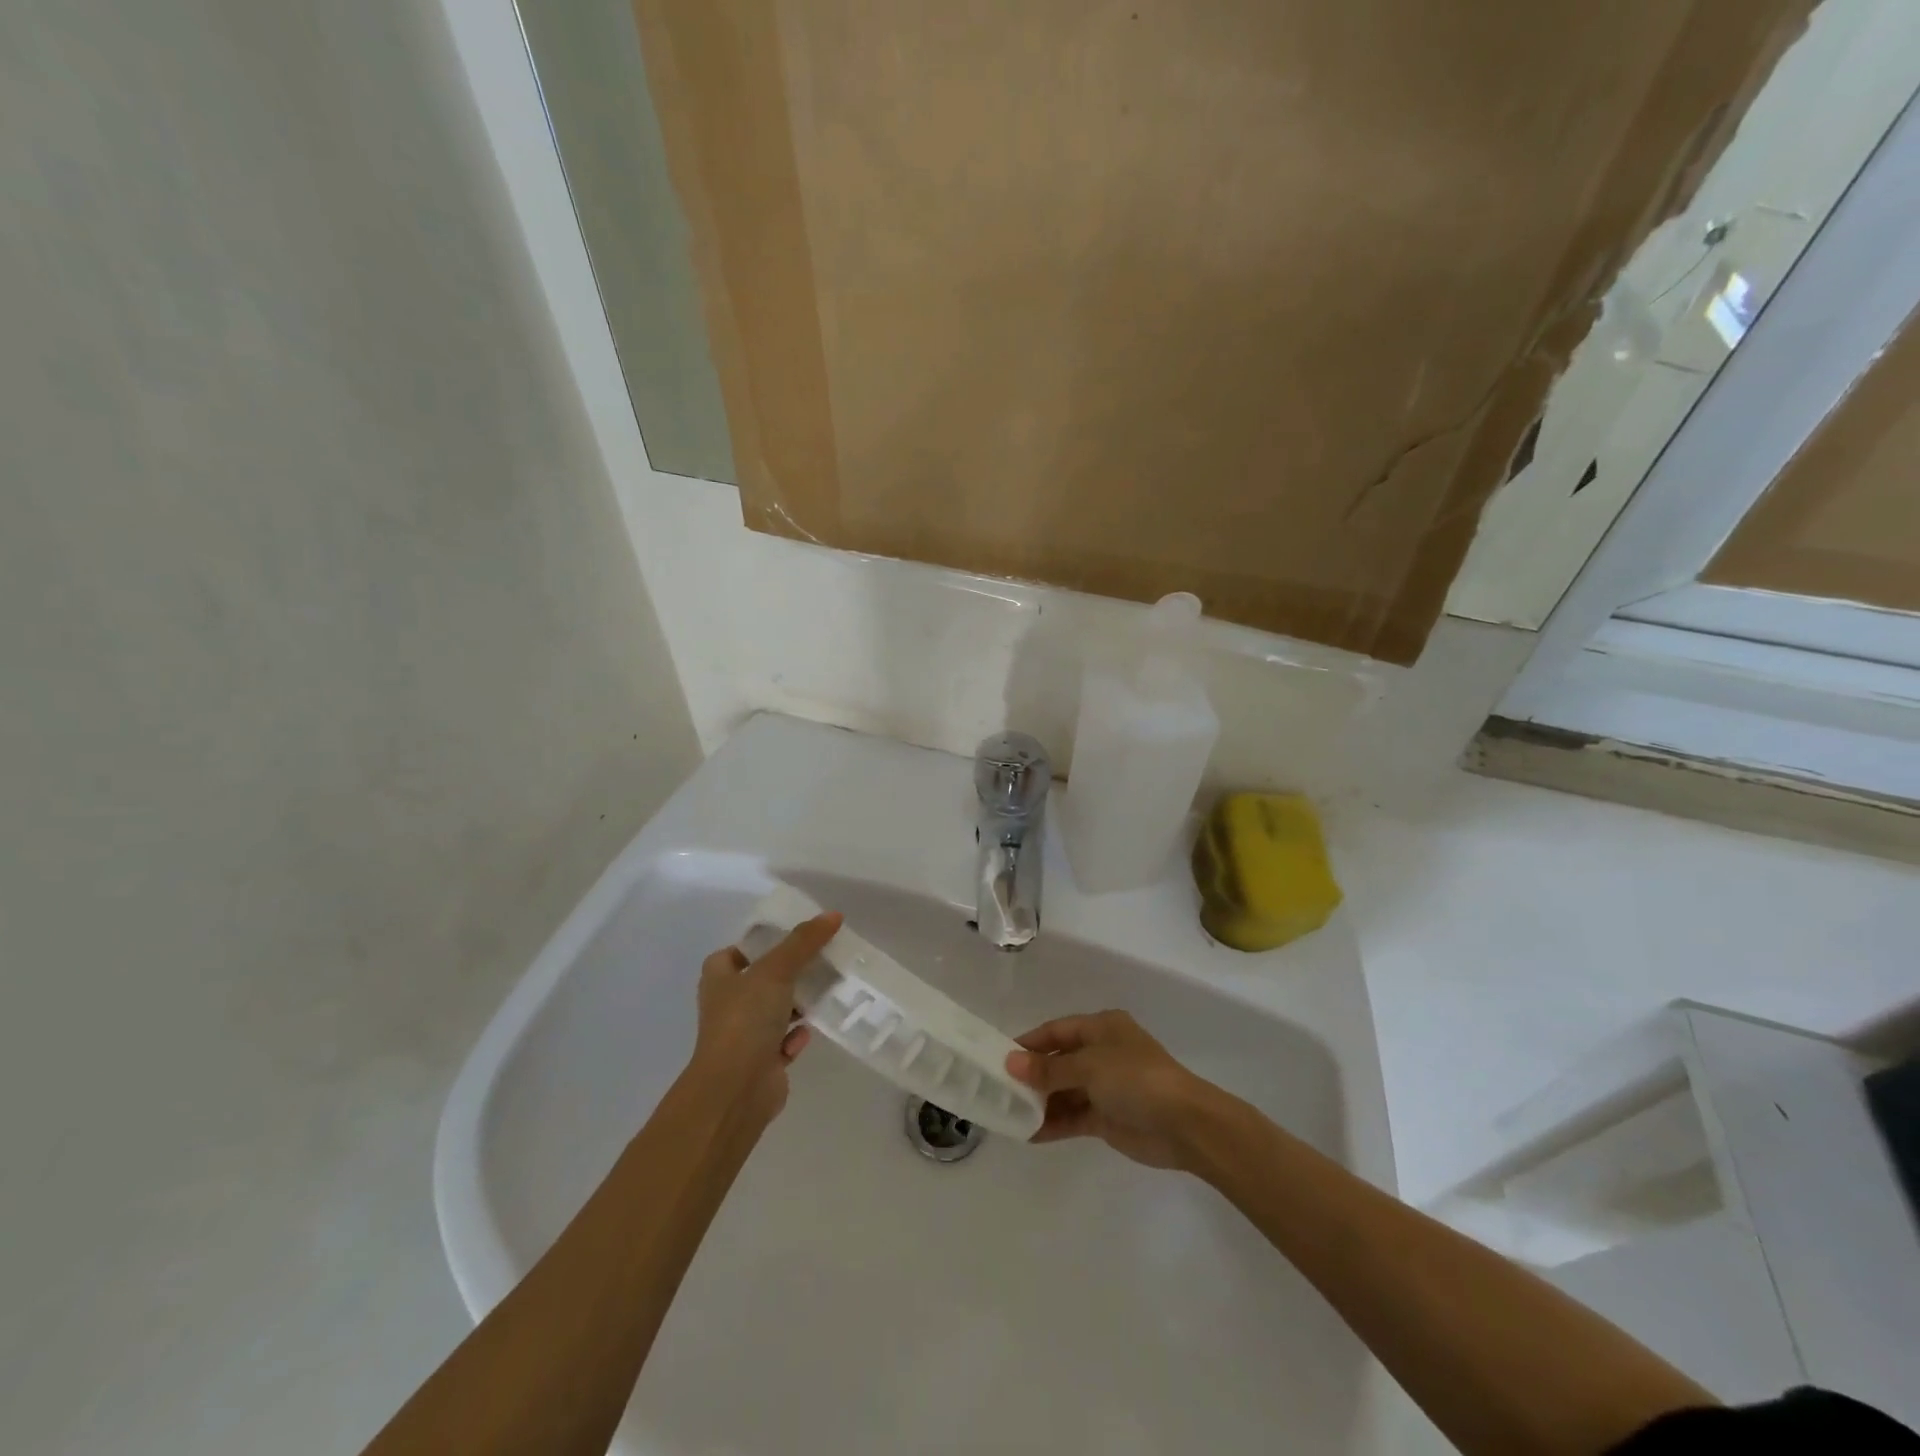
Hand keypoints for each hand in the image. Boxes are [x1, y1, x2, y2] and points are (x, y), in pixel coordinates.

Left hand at [687, 912, 841, 1127]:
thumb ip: (804, 941)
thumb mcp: (776, 970)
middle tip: (823, 959)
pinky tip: (809, 1032)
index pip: (739, 950)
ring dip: (799, 1004)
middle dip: (791, 972)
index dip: (763, 942)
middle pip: (764, 979)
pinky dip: (797, 1036)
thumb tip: (833, 915)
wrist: (735, 1090)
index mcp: (719, 978)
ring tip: (828, 990)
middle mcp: (728, 1004)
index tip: (795, 936)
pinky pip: (785, 1041)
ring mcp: (744, 1034)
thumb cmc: (746, 1019)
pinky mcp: (762, 1061)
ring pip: (777, 1009)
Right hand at [1006, 1010, 1224, 1170]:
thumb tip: (1010, 1063)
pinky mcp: (1107, 1118)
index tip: (998, 1057)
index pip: (1056, 1030)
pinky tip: (1028, 1134)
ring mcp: (1105, 1087)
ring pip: (1063, 1091)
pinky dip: (1053, 1123)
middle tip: (997, 1089)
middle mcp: (1101, 1053)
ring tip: (1007, 1114)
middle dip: (1031, 1075)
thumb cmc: (1136, 1079)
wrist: (1185, 1124)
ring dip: (1039, 1102)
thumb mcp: (1089, 1066)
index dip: (1029, 1043)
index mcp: (1101, 1028)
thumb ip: (1049, 1068)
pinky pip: (1073, 1117)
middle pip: (1058, 1060)